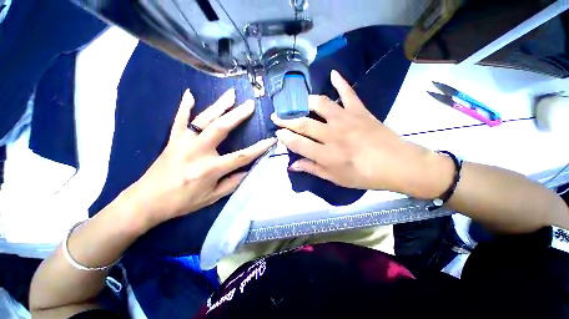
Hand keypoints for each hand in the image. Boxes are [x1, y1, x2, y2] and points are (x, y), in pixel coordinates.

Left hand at [127, 89, 275, 227]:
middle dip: (238, 115)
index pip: (241, 156)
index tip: (271, 139)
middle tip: (250, 104)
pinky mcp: (173, 140)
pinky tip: (190, 94)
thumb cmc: (182, 202)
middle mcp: (198, 151)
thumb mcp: (212, 197)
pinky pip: (179, 120)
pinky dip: (185, 106)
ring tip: (231, 94)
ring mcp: (184, 142)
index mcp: (210, 168)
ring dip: (219, 105)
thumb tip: (247, 170)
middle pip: (222, 128)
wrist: (147, 201)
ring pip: (204, 119)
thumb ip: (232, 183)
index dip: (259, 148)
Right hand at [272, 70, 452, 197]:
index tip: (277, 133)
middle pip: (304, 123)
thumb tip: (292, 165)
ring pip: (321, 104)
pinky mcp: (360, 111)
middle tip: (277, 117)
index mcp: (327, 154)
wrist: (396, 164)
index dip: (285, 138)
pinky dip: (341, 82)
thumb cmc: (364, 176)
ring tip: (297, 103)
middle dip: (287, 119)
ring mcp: (347, 120)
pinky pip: (349, 93)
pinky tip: (333, 73)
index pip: (298, 143)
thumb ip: (312, 169)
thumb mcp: (335, 178)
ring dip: (305, 102)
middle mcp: (333, 134)